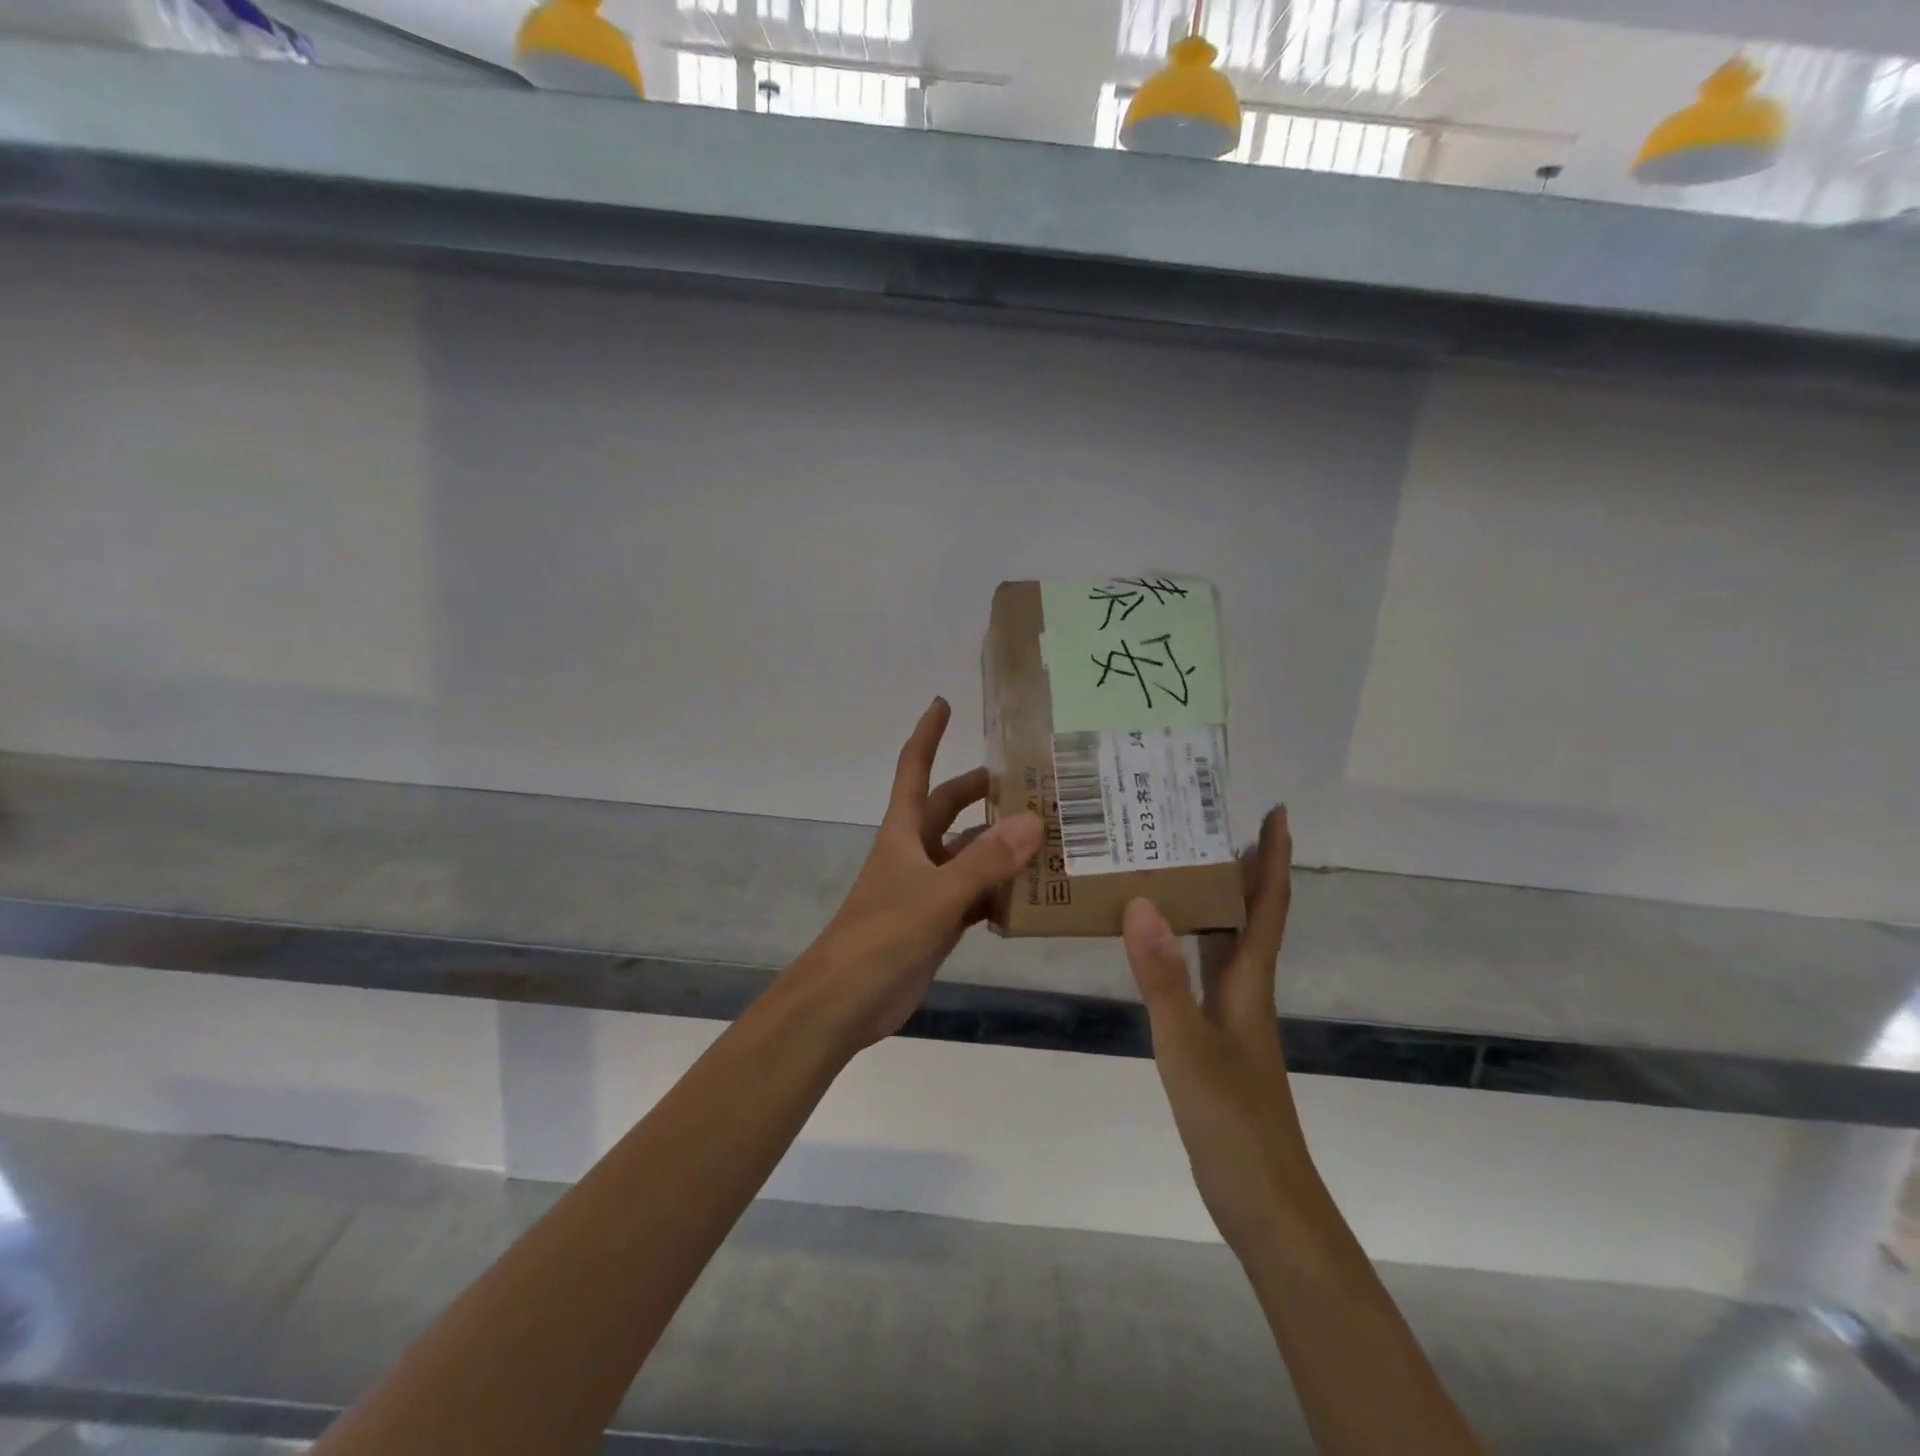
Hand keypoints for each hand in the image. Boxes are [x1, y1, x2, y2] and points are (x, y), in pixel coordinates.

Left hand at [792, 698, 1042, 1050]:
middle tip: (1031, 781)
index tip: (943, 703)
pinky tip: (1033, 894)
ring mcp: (926, 888)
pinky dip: (1000, 892)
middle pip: (949, 809)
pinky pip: (975, 896)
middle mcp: (915, 852)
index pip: (915, 769)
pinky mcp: (937, 923)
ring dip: (1000, 845)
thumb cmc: (881, 936)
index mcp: (904, 832)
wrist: (845, 1001)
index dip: (928, 735)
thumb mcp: (937, 894)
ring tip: (1048, 836)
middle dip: (982, 792)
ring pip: (968, 854)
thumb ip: (985, 861)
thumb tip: (1033, 821)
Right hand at [1122, 806, 1306, 1256]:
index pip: (1266, 906)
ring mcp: (1233, 1018)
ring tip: (1181, 866)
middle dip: (1242, 868)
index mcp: (1249, 983)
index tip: (1275, 811)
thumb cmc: (1233, 1122)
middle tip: (1207, 823)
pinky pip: (1203, 973)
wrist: (1265, 1203)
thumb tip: (1141, 903)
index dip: (1273, 858)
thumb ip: (1163, 977)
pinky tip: (1162, 944)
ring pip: (1226, 944)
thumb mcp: (1187, 1045)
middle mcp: (1246, 990)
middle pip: (1250, 917)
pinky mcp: (1216, 1041)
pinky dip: (1188, 946)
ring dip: (1216, 903)